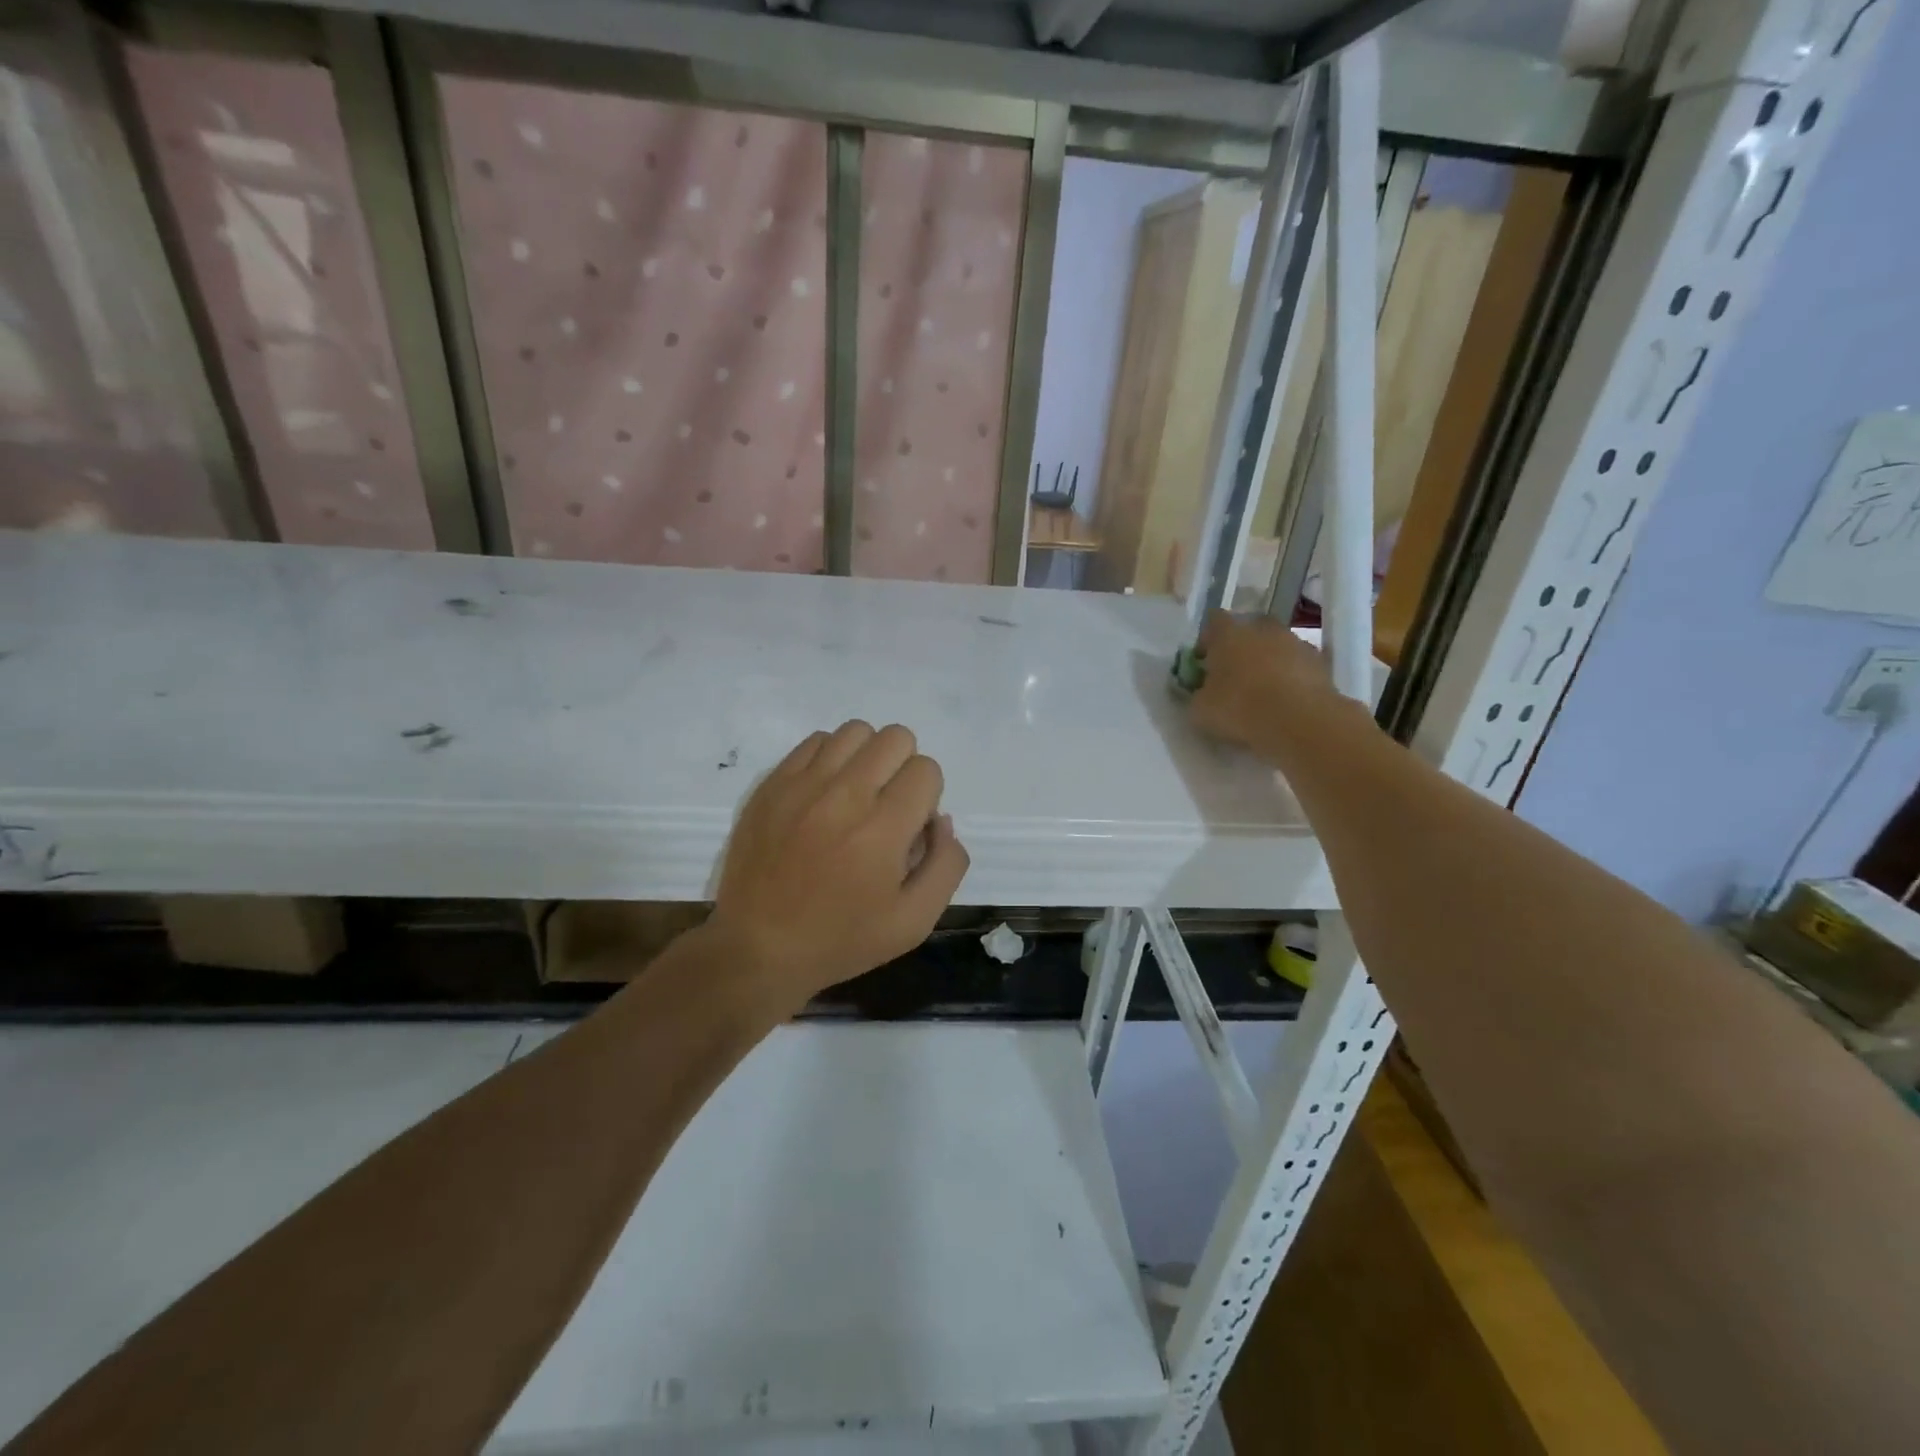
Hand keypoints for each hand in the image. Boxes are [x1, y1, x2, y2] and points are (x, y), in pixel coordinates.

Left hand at [709, 721, 968, 1006]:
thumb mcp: (914, 922)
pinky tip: (825, 794)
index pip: (926, 770)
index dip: (927, 797)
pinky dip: (831, 758)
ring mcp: (803, 785)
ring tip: (856, 795)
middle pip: (896, 738)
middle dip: (904, 768)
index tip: (909, 828)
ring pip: (855, 731)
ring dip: (868, 757)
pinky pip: (815, 741)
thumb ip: (946, 865)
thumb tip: (940, 819)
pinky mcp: (773, 784)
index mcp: (882, 830)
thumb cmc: (841, 940)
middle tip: (887, 808)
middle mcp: (844, 795)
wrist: (758, 947)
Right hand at [1188, 610, 1341, 754]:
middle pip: (1249, 629)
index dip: (1207, 639)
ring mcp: (1295, 642)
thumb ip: (1198, 694)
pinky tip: (1286, 700)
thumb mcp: (1201, 710)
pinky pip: (1298, 665)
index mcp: (1228, 634)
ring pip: (1276, 646)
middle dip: (1241, 647)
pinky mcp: (1321, 662)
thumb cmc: (1239, 708)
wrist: (1299, 721)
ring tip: (1263, 691)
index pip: (1213, 621)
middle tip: (1234, 673)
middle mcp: (1262, 629)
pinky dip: (1292, 676)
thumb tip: (1202, 692)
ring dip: (1269, 661)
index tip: (1203, 660)